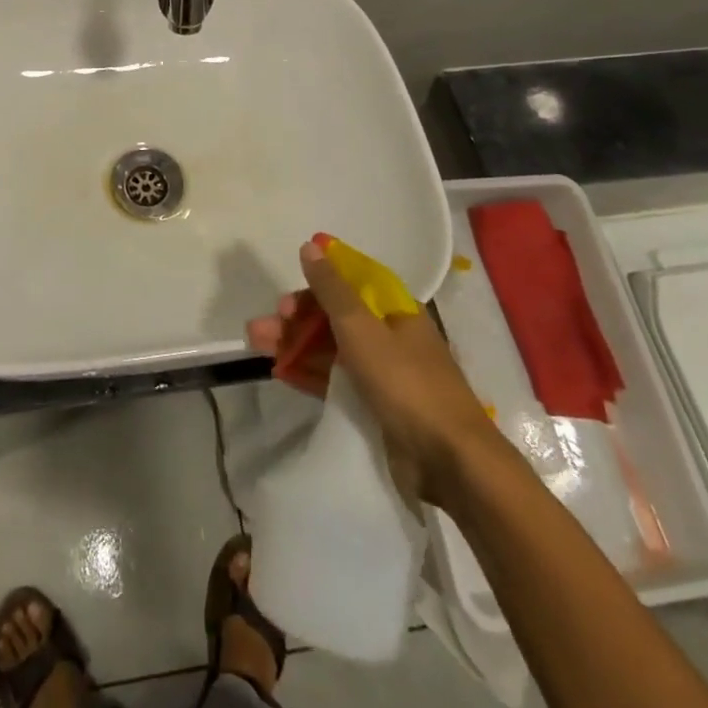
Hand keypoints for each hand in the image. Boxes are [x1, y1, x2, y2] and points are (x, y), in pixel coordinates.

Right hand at [247, 240, 500, 513]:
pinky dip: (309, 372)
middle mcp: (390, 334)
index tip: (288, 288)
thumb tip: (311, 245)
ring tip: (257, 344)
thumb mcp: (362, 328)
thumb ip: (332, 289)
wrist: (451, 462)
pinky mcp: (377, 405)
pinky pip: (336, 379)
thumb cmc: (406, 383)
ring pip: (331, 347)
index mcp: (395, 309)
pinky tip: (280, 371)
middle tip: (263, 326)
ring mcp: (384, 371)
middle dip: (296, 316)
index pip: (351, 281)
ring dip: (295, 342)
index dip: (317, 280)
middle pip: (335, 315)